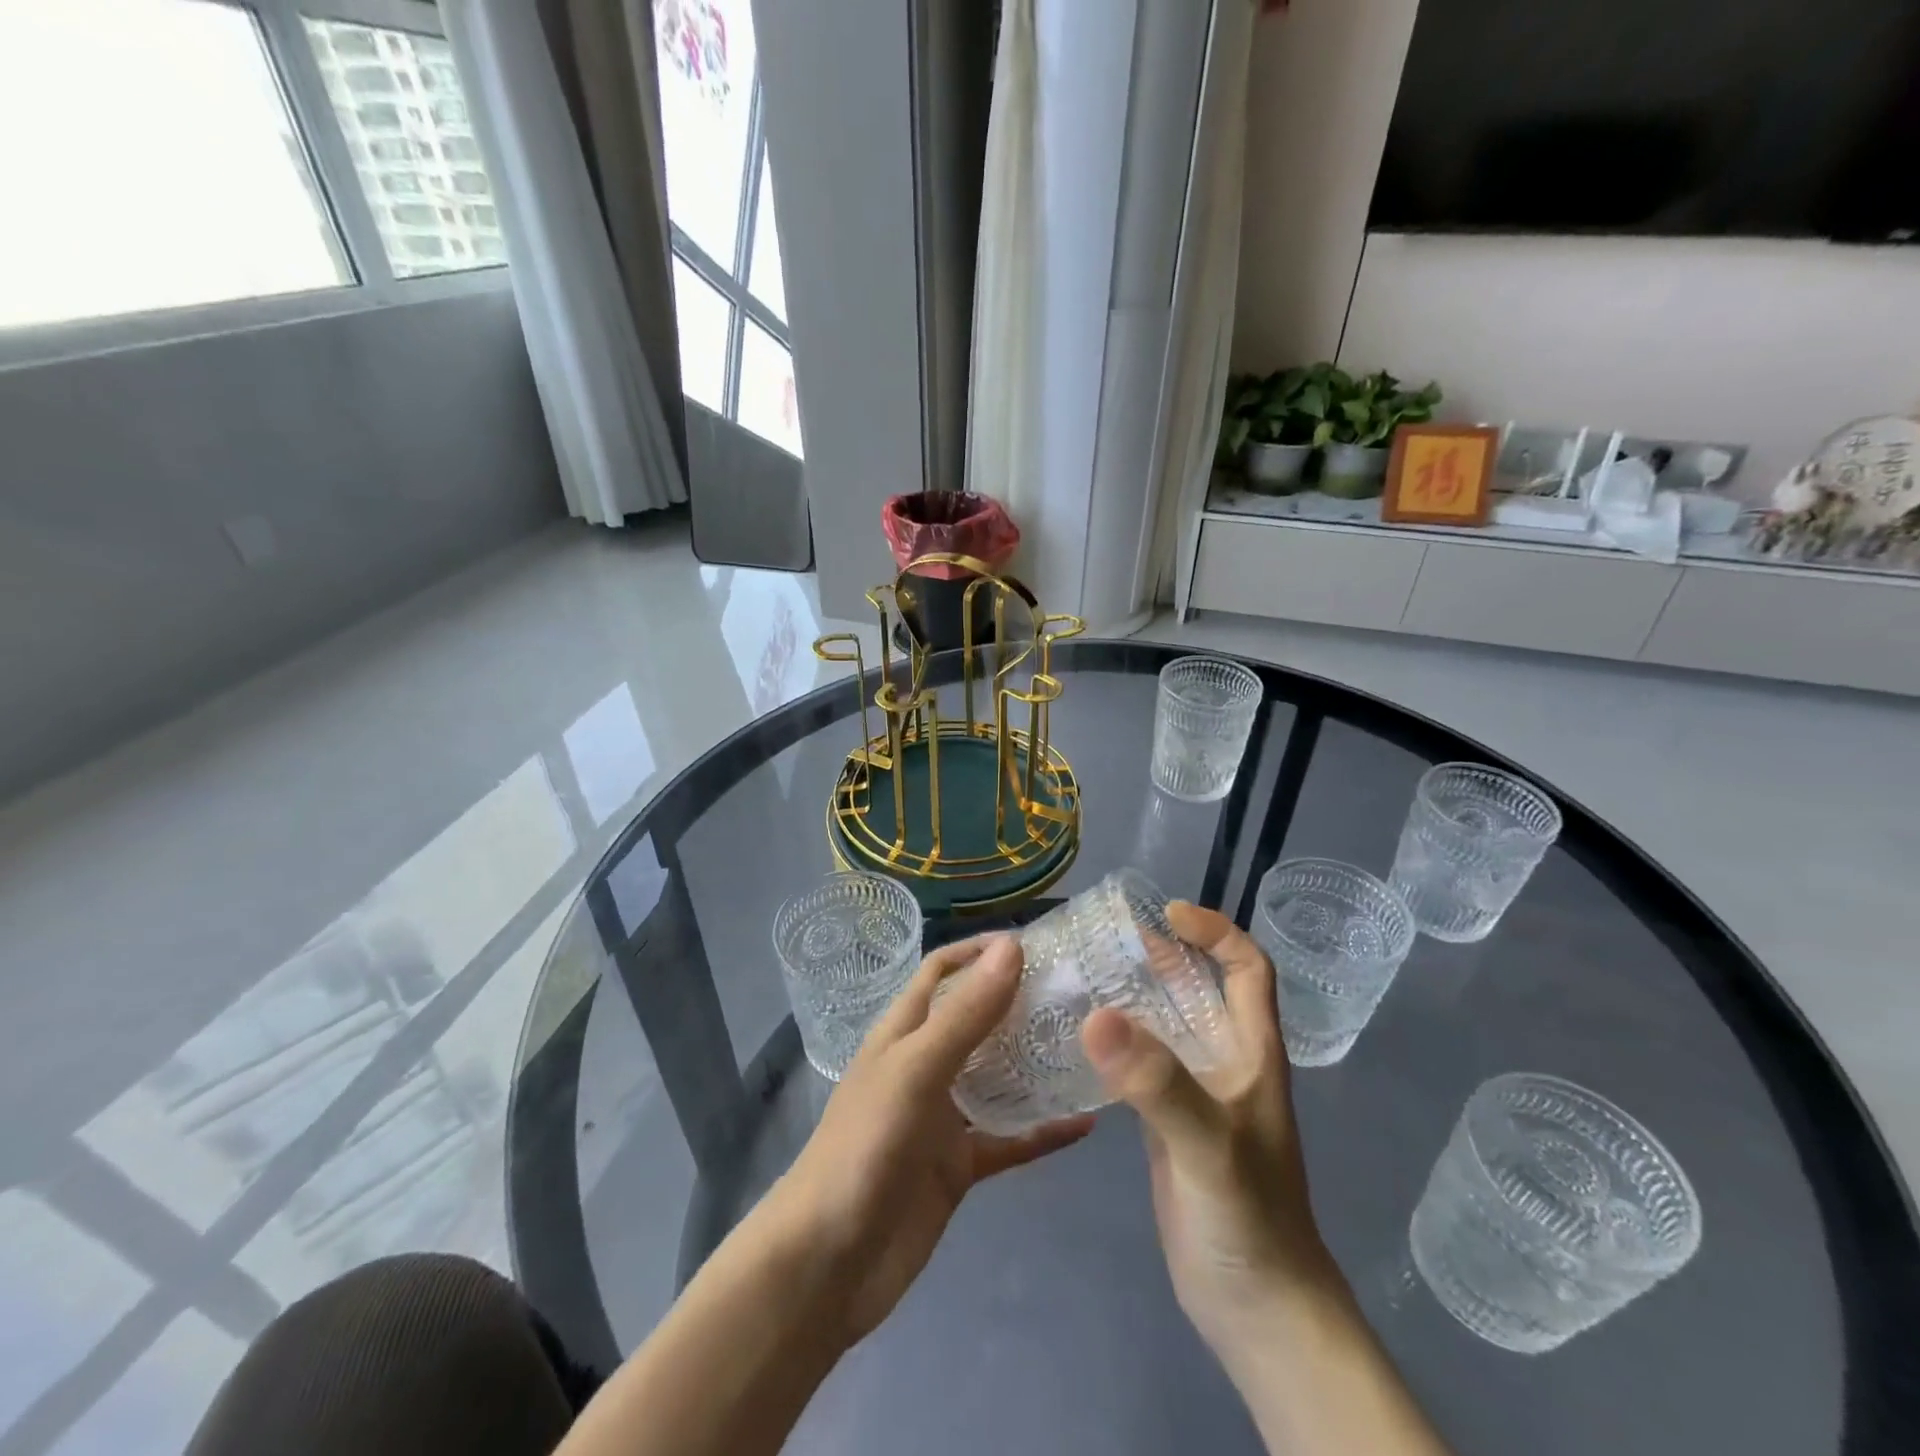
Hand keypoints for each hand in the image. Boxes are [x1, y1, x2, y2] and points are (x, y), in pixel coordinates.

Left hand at [767, 936, 1093, 1344]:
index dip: (980, 951)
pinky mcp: (959, 1166)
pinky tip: (1086, 1124)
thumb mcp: (917, 1069)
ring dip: (1035, 1063)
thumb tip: (1012, 946)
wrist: (829, 1263)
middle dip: (1019, 1003)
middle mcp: (925, 1065)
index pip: (942, 971)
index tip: (1035, 943)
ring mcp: (942, 1117)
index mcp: (904, 1031)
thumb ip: (966, 1014)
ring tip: (1090, 1047)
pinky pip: (1009, 1140)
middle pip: (976, 1019)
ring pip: (997, 1078)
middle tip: (1079, 993)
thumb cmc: (866, 1146)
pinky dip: (1043, 1131)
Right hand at [1081, 903, 1329, 1362]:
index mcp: (1251, 1053)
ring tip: (1081, 973)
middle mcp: (1225, 1062)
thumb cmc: (1249, 1223)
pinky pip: (1142, 1063)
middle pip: (1200, 987)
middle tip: (1104, 936)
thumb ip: (1157, 1083)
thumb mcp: (1208, 1147)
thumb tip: (1096, 1013)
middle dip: (1161, 954)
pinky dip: (1116, 1040)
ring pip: (1167, 1023)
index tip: (1167, 914)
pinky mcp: (1169, 1123)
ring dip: (1133, 994)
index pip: (1248, 969)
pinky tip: (1077, 1036)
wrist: (1258, 1312)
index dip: (1216, 932)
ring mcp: (1196, 1094)